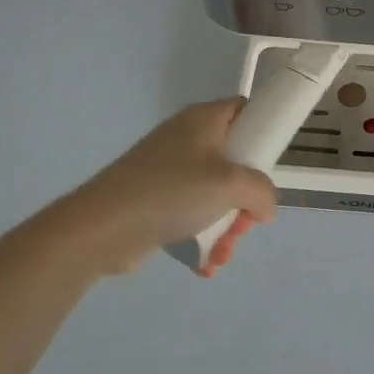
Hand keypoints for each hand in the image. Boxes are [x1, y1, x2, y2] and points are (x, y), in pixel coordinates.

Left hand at [64, 99, 277, 269]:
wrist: (101, 228)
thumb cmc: (171, 191)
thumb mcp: (230, 184)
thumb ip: (262, 191)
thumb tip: (264, 208)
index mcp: (204, 120)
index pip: (245, 110)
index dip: (264, 131)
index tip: (271, 164)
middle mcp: (188, 139)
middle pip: (236, 161)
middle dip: (246, 199)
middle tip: (244, 222)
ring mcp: (171, 171)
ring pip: (218, 194)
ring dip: (228, 227)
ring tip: (222, 253)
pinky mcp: (158, 200)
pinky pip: (195, 214)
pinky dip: (205, 237)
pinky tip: (206, 263)